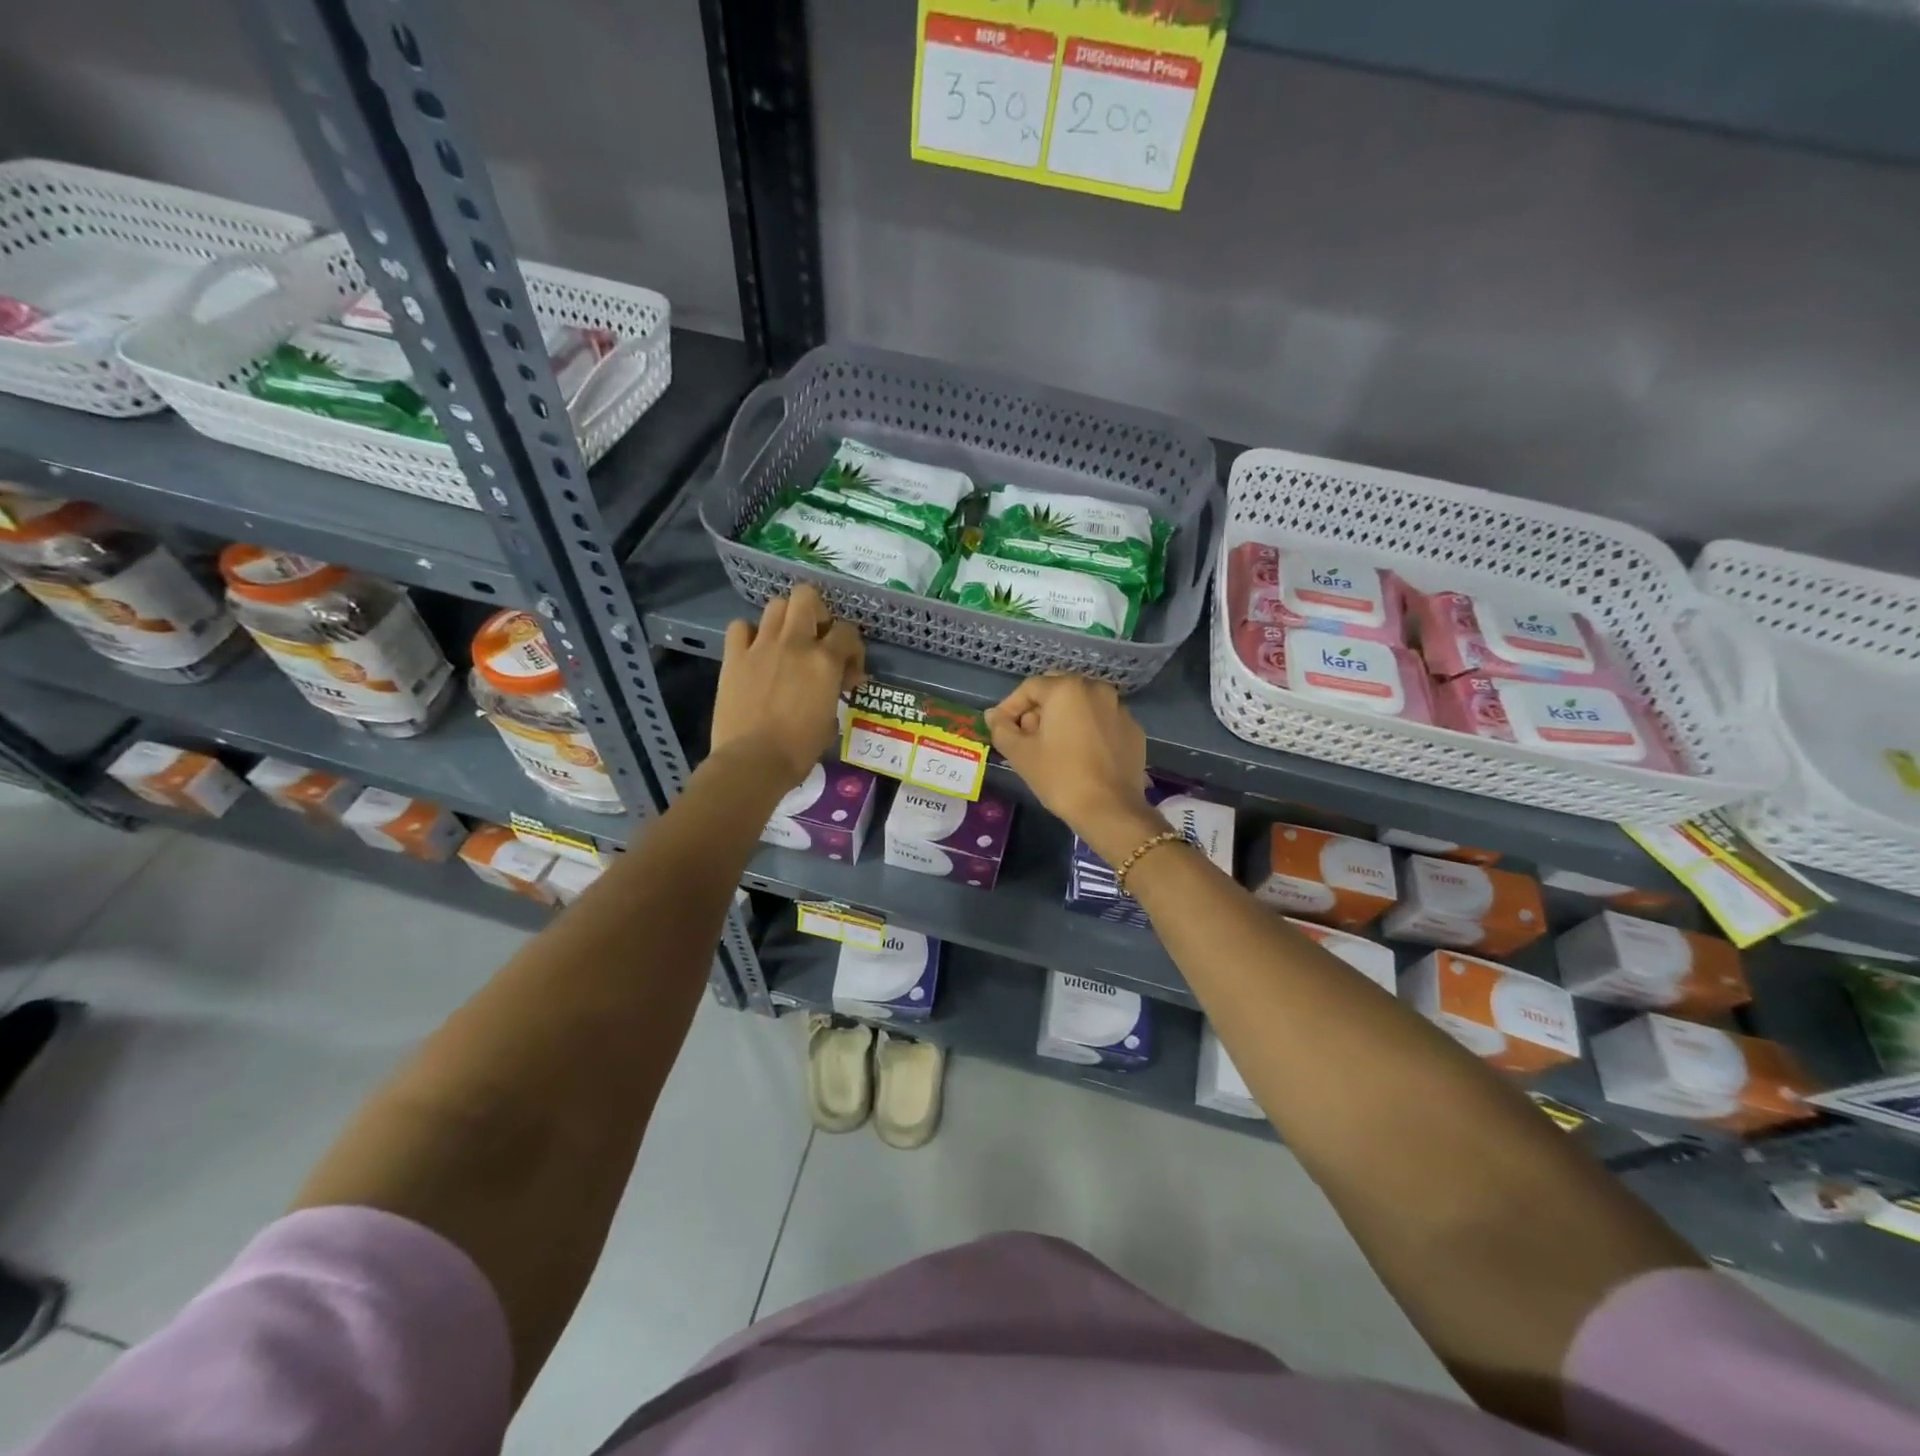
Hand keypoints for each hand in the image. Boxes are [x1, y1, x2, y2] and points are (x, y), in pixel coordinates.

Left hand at [711, 585, 864, 789]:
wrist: (752, 762)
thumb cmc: (798, 750)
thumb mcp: (830, 722)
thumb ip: (835, 694)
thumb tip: (837, 685)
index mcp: (824, 661)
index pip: (848, 631)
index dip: (852, 649)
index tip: (848, 672)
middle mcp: (794, 644)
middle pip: (807, 596)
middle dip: (817, 612)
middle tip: (816, 638)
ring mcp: (761, 647)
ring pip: (776, 605)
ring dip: (786, 619)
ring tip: (786, 642)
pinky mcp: (734, 657)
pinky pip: (740, 627)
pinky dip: (749, 633)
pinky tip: (754, 651)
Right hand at [986, 674, 1162, 861]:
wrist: (1110, 809)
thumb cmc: (1059, 777)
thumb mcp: (1020, 753)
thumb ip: (1001, 728)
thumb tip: (993, 715)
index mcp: (1067, 689)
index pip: (1029, 688)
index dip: (1010, 707)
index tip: (1001, 729)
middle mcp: (1096, 689)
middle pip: (1057, 691)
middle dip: (1038, 710)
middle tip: (1026, 738)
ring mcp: (1119, 708)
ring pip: (1082, 705)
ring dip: (1063, 718)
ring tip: (1053, 747)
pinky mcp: (1133, 730)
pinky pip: (1102, 721)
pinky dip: (1087, 730)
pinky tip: (1080, 755)